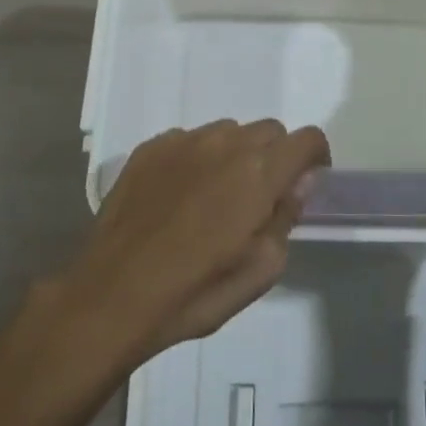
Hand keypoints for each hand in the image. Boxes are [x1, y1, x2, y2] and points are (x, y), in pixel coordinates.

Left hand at [60, 120, 329, 363]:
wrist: (111, 295)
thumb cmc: (194, 292)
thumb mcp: (261, 270)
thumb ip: (287, 217)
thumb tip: (299, 182)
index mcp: (259, 171)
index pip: (308, 139)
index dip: (314, 159)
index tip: (304, 184)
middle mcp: (225, 143)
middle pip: (269, 131)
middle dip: (275, 158)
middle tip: (258, 199)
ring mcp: (183, 141)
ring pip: (228, 132)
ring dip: (234, 155)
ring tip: (214, 197)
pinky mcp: (150, 148)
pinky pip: (189, 140)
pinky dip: (196, 159)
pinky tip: (179, 196)